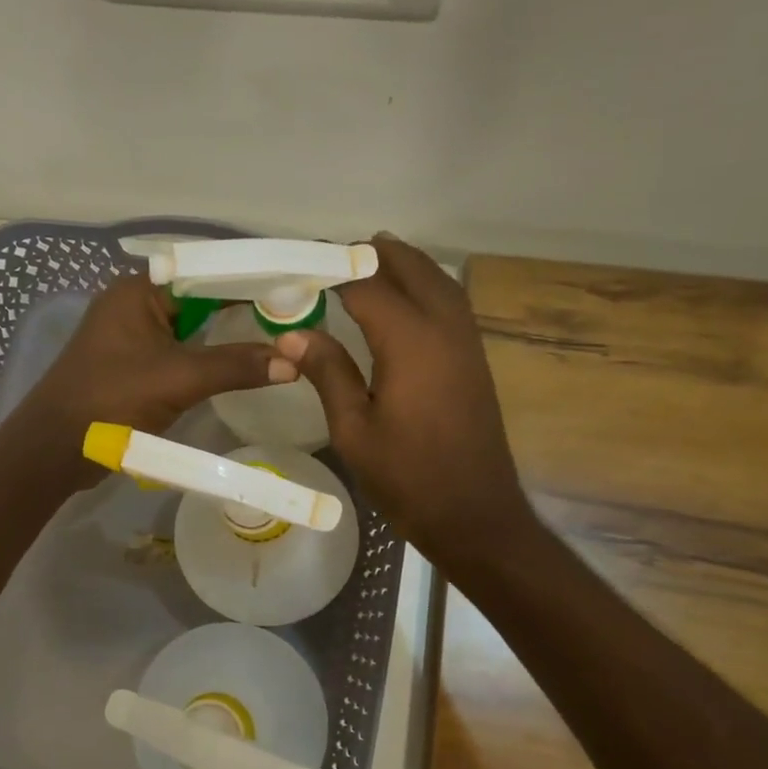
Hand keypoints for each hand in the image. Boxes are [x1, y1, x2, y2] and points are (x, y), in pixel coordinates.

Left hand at [9, 272, 296, 488]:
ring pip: (192, 328)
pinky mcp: (134, 366)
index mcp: (139, 291)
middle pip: (201, 299)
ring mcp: (133, 337)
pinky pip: (180, 352)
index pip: (205, 273)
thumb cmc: (111, 400)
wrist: (56, 448)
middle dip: (243, 309)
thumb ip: (235, 366)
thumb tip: (293, 361)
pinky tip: (240, 366)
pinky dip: (208, 358)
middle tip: (292, 317)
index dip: (249, 281)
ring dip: (227, 336)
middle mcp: (136, 305)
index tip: (292, 291)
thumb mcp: (178, 379)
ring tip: (277, 338)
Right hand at [275, 234, 528, 569]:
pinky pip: (450, 302)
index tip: (301, 269)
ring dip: (405, 265)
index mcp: (410, 341)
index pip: (366, 286)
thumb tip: (292, 334)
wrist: (473, 512)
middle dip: (374, 256)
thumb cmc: (406, 476)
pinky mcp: (474, 358)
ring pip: (437, 281)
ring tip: (370, 262)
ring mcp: (466, 341)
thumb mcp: (354, 429)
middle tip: (336, 257)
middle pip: (410, 269)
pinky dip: (426, 287)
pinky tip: (405, 301)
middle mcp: (444, 327)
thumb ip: (328, 372)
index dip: (333, 272)